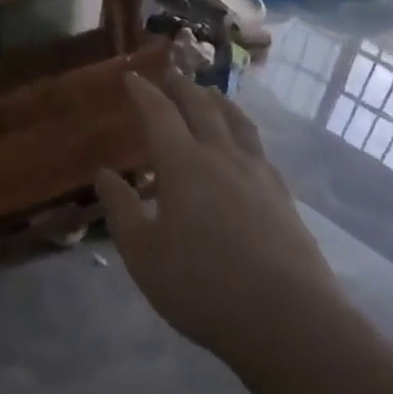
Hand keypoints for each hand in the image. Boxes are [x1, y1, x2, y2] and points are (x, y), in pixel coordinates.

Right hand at [96, 70, 339, 371]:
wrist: (288, 319)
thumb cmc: (203, 287)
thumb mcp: (144, 255)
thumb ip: (122, 210)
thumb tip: (105, 174)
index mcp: (183, 164)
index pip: (159, 113)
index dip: (144, 92)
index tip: (132, 76)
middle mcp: (221, 155)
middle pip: (201, 106)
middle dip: (182, 86)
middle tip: (170, 74)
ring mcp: (257, 173)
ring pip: (236, 121)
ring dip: (217, 101)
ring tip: (209, 94)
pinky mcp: (282, 195)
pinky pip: (257, 146)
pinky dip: (242, 130)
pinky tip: (243, 145)